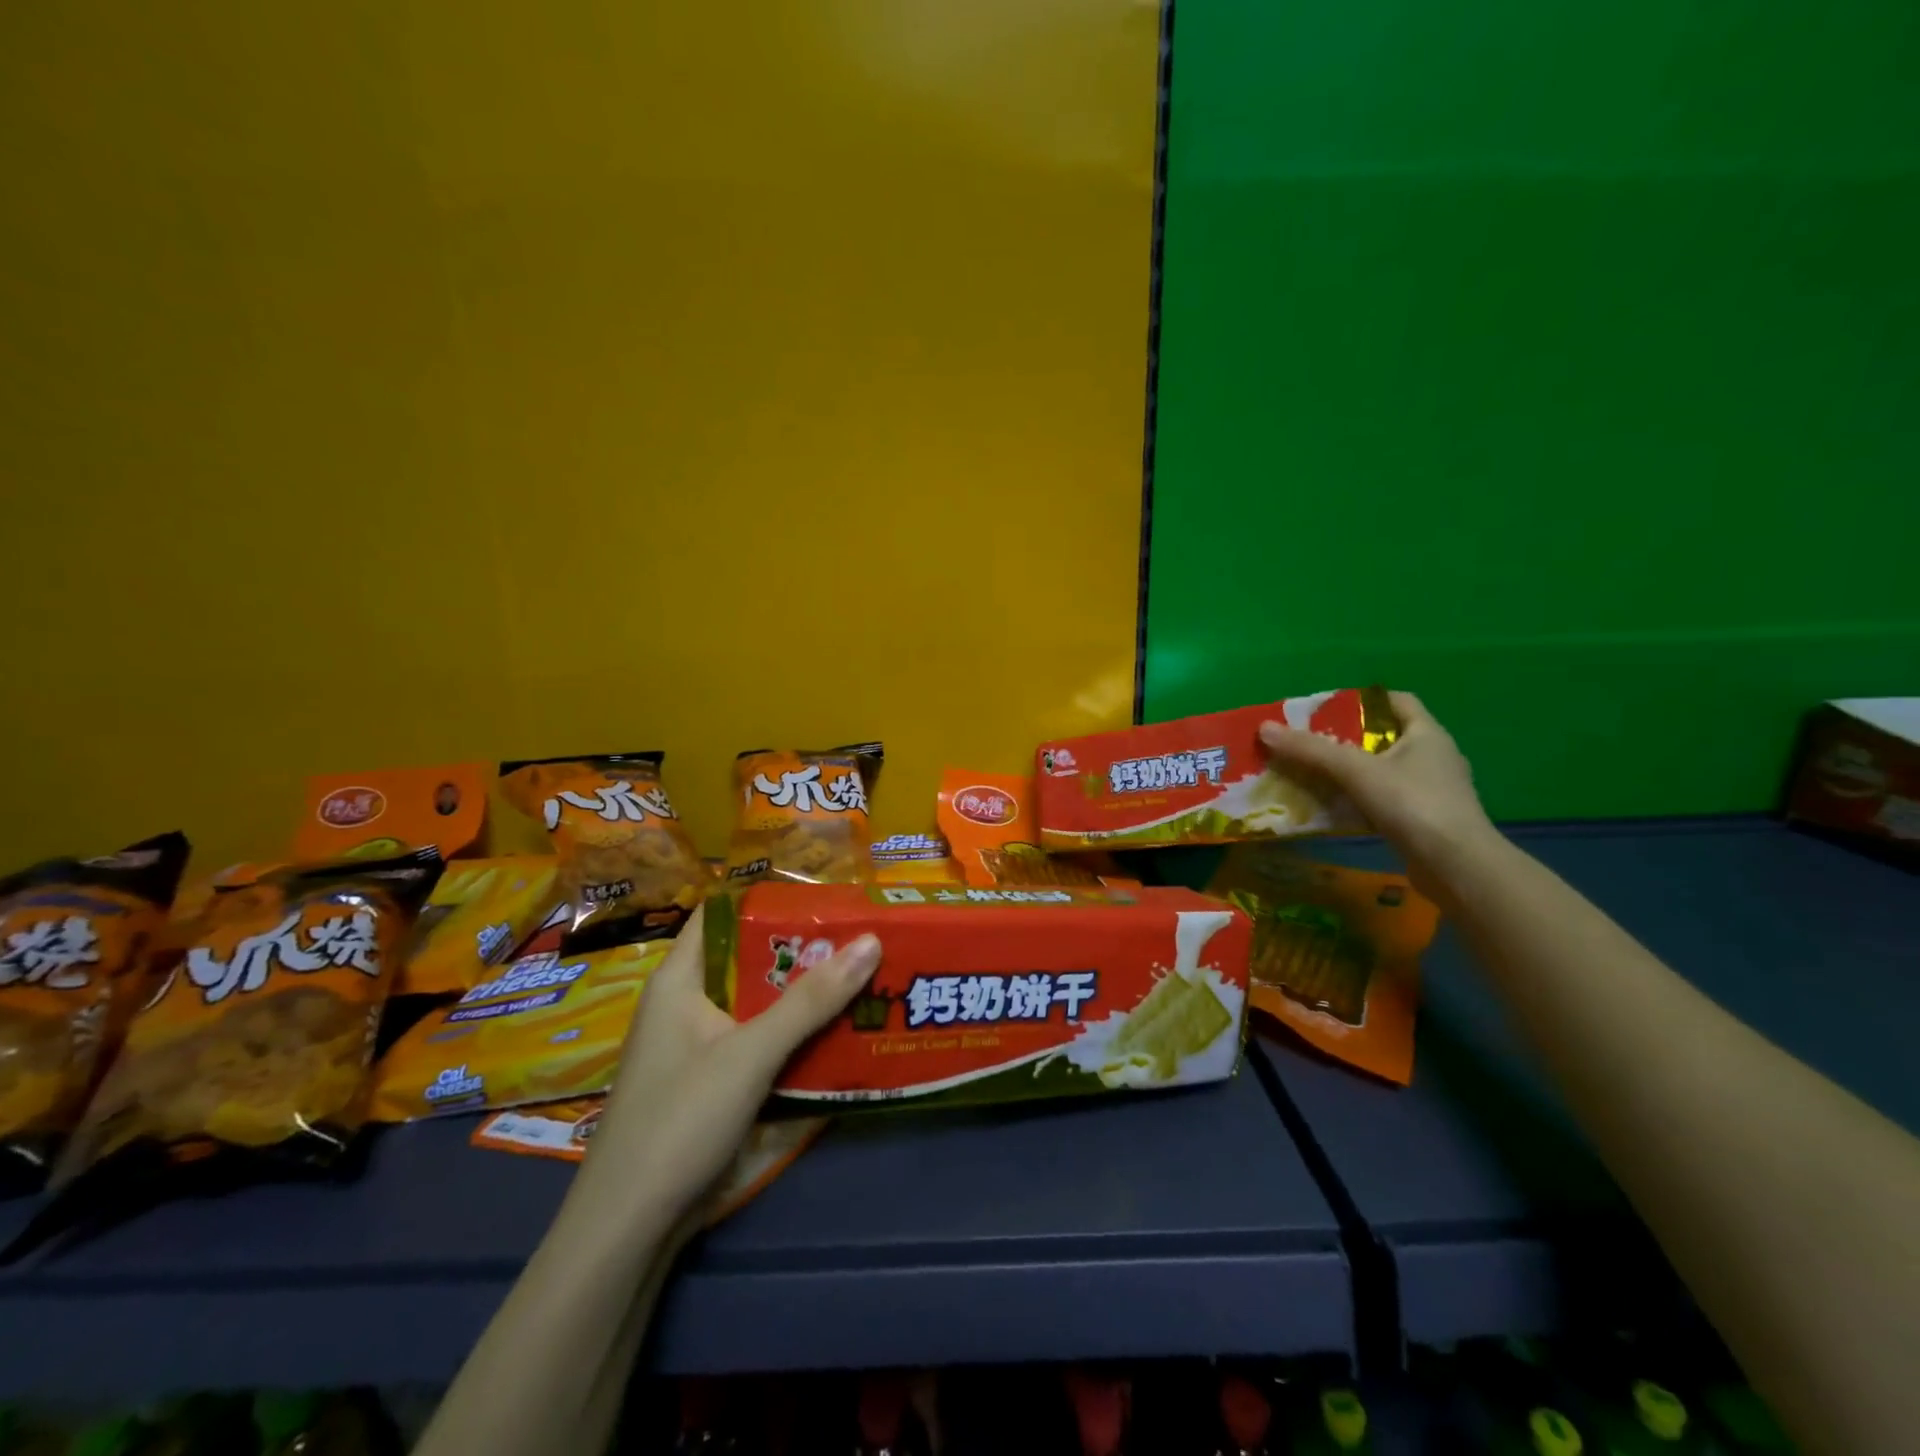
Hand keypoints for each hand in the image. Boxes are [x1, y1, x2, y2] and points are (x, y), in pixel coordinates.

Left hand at [577, 904, 881, 1224]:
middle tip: (859, 939)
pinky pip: (757, 1042)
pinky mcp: (710, 1084)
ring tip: (860, 977)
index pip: (722, 915)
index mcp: (679, 980)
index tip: (826, 898)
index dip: (770, 901)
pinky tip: (834, 1034)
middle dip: (801, 951)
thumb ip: (811, 1000)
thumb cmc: (680, 1120)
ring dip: (802, 996)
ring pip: (757, 1005)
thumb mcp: (751, 1053)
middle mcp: (685, 1005)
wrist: (628, 1230)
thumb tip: (870, 940)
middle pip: (747, 961)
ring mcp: (696, 1047)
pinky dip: (791, 1035)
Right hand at [1258, 691, 1496, 892]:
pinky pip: (1384, 799)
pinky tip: (1332, 807)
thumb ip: (1310, 750)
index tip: (1328, 710)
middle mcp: (1434, 757)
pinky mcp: (1424, 820)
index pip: (1397, 701)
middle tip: (1309, 743)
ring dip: (1351, 772)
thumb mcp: (1356, 771)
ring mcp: (1432, 791)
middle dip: (1347, 738)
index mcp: (1427, 734)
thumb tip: (1265, 728)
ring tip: (1312, 774)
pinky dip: (1358, 799)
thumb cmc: (1413, 804)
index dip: (1363, 700)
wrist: (1456, 867)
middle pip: (1385, 737)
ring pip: (1383, 771)